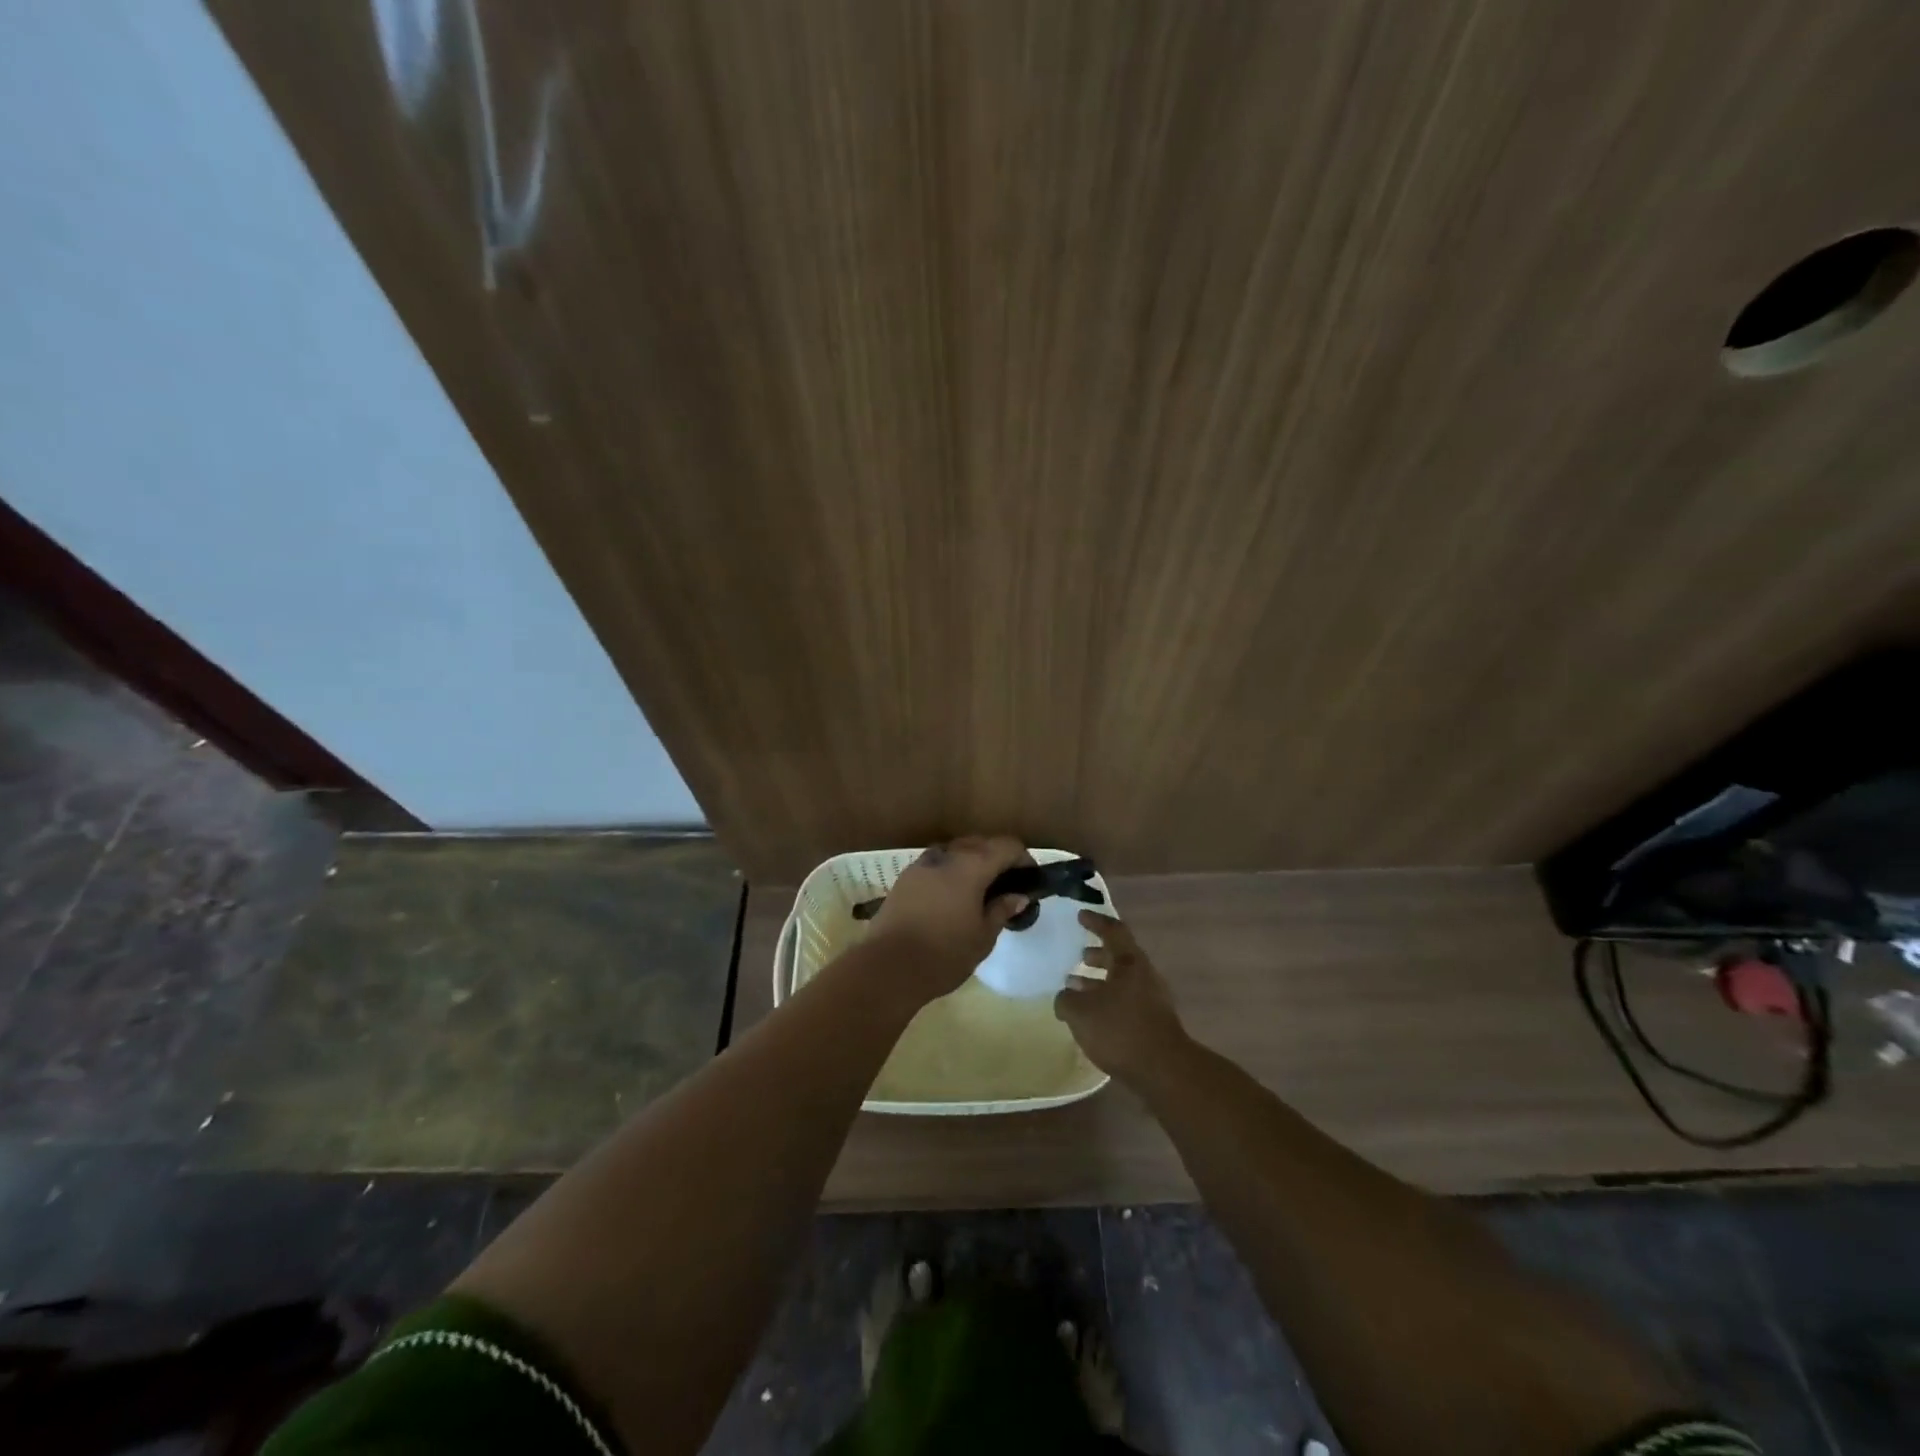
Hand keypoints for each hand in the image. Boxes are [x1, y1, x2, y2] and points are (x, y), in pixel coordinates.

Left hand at [867, 836, 1033, 1001]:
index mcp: (972, 866)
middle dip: (997, 858)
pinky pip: (936, 864)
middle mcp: (947, 856)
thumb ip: (1001, 910)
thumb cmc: (944, 953)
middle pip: (980, 843)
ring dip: (971, 862)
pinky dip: (950, 872)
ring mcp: (922, 864)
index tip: (1030, 879)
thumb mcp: (983, 937)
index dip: (1023, 858)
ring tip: (979, 890)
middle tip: (1007, 886)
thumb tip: (1018, 896)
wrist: (888, 966)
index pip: (1006, 846)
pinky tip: (951, 896)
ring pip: (955, 851)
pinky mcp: (904, 878)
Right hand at [1054, 910, 1187, 1080]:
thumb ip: (1066, 999)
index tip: (1080, 915)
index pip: (1113, 931)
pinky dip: (1107, 1000)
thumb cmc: (1120, 1030)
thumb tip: (1066, 996)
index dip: (1096, 921)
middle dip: (1098, 954)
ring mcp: (1152, 1000)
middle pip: (1120, 956)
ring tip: (1076, 987)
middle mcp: (1144, 975)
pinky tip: (1091, 1016)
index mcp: (1130, 962)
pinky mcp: (1153, 1022)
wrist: (1164, 1071)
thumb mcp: (1080, 1012)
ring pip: (1122, 980)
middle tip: (1079, 955)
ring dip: (1100, 980)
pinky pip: (1126, 1001)